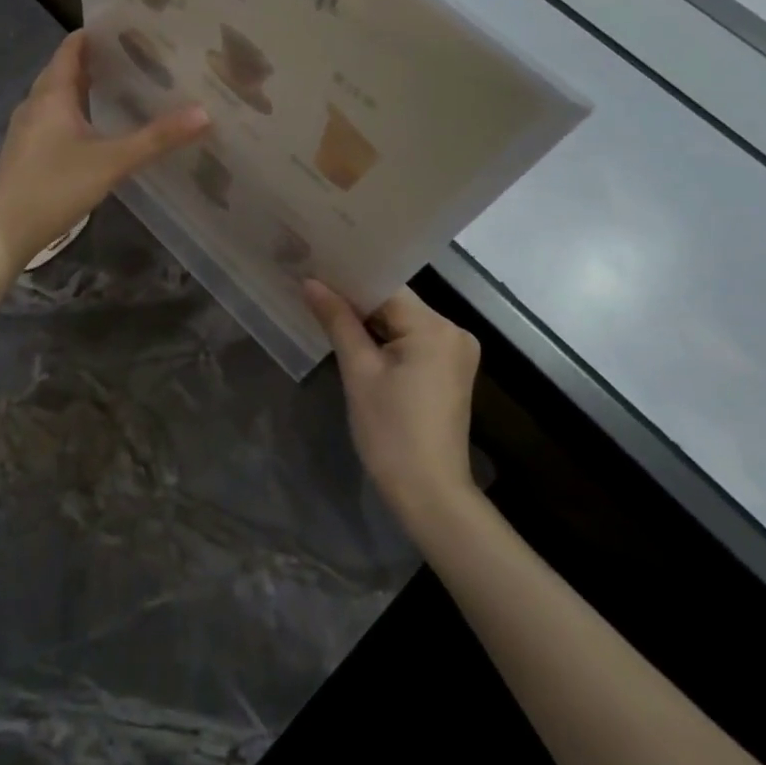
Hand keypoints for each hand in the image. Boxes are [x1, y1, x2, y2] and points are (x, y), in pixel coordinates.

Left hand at [0, 30, 208, 269]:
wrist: (2, 232)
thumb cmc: (54, 187)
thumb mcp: (111, 162)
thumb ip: (156, 139)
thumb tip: (204, 113)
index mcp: (51, 95)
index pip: (70, 49)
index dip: (94, 35)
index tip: (126, 27)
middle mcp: (35, 104)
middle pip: (64, 70)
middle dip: (94, 60)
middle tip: (134, 57)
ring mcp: (26, 129)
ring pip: (57, 96)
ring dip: (84, 87)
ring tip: (121, 87)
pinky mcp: (25, 151)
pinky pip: (52, 118)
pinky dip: (74, 111)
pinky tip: (95, 128)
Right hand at [305, 281, 480, 530]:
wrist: (429, 494)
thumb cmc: (390, 431)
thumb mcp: (358, 371)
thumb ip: (337, 320)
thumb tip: (310, 282)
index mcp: (435, 327)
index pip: (385, 286)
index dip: (348, 279)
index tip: (314, 270)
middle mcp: (453, 331)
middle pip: (395, 302)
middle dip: (356, 300)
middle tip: (313, 289)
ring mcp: (455, 352)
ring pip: (402, 321)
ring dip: (369, 320)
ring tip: (325, 309)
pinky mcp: (449, 370)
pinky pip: (412, 340)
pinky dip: (385, 339)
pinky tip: (355, 338)